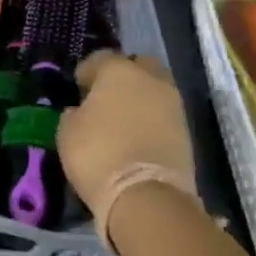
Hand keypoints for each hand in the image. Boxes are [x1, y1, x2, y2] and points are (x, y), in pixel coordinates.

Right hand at [57, 52, 196, 224]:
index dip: (87, 72)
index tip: (78, 89)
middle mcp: (151, 80)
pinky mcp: (187, 132)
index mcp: (118, 71)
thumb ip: (75, 113)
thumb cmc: (98, 154)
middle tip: (107, 97)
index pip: (100, 58)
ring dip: (141, 99)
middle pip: (138, 66)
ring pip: (156, 89)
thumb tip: (81, 111)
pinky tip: (138, 136)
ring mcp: (173, 105)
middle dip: (124, 76)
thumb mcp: (67, 132)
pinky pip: (165, 115)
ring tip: (124, 120)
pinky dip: (153, 120)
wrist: (146, 197)